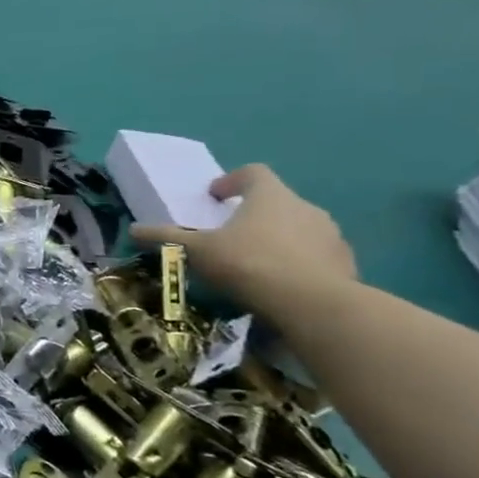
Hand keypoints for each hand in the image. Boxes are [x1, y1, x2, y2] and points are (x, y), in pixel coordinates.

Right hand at [131, 164, 355, 317]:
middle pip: (277, 201)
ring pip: (300, 229)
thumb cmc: (248, 263)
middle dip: (254, 215)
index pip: (253, 172)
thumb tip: (133, 229)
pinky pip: (317, 256)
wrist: (312, 304)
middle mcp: (304, 207)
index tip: (216, 197)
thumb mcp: (197, 251)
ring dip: (279, 239)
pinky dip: (300, 263)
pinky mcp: (345, 263)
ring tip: (257, 264)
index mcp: (269, 195)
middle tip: (232, 236)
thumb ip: (166, 238)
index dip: (231, 181)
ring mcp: (330, 235)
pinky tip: (282, 285)